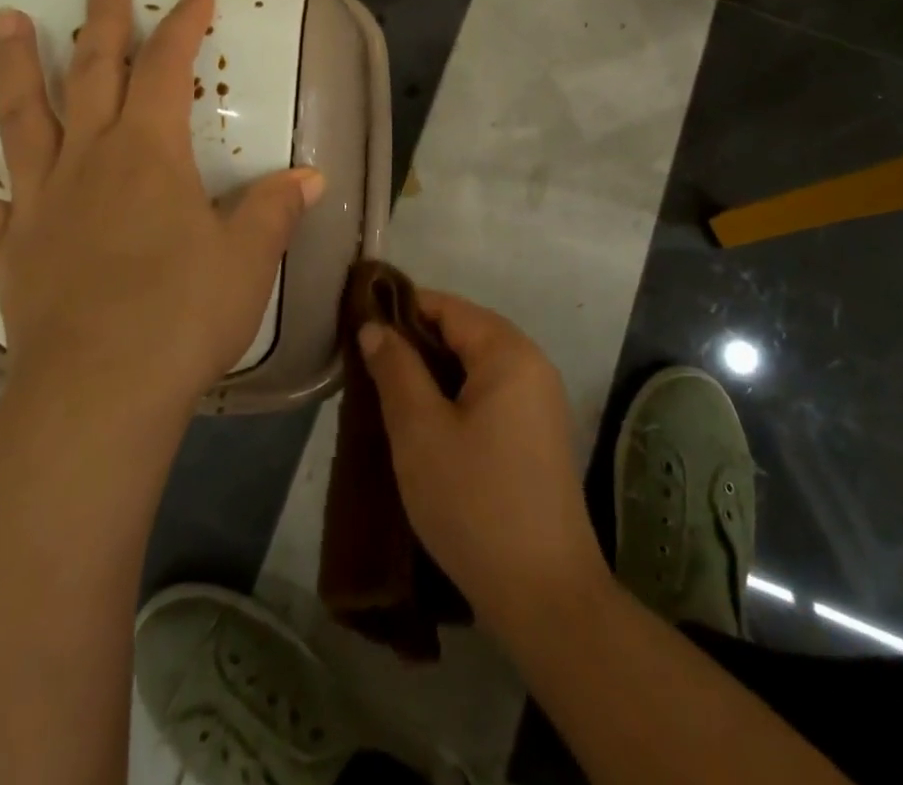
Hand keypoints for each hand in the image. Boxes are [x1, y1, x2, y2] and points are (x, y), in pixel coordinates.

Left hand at [0, 0, 324, 408]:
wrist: (104, 391)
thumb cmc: (184, 314)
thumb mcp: (248, 258)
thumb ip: (276, 209)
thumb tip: (312, 177)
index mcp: (149, 152)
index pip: (169, 69)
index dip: (184, 25)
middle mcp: (89, 158)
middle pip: (94, 72)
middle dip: (105, 22)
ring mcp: (40, 198)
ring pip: (22, 115)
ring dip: (14, 64)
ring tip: (7, 18)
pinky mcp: (6, 243)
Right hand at [360, 292, 609, 641]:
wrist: (545, 596)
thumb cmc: (475, 502)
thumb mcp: (420, 432)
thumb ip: (396, 369)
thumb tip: (374, 327)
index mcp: (509, 352)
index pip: (447, 307)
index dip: (400, 309)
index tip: (357, 326)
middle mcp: (531, 365)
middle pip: (463, 333)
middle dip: (414, 345)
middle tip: (366, 368)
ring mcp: (538, 402)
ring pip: (473, 367)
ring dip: (431, 374)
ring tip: (385, 395)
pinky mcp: (536, 436)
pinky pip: (487, 395)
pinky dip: (453, 399)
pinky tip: (422, 425)